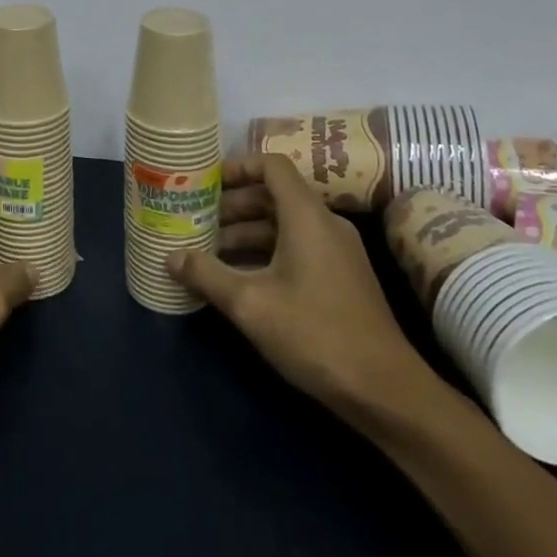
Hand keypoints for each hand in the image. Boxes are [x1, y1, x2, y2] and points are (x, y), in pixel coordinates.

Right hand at [168, 153, 447, 423]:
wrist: (386, 391)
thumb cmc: (315, 334)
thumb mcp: (250, 304)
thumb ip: (207, 275)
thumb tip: (171, 257)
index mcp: (307, 216)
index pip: (272, 165)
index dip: (237, 167)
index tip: (205, 182)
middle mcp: (325, 224)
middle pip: (273, 195)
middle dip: (232, 206)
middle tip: (195, 220)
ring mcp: (337, 252)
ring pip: (283, 224)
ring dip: (245, 233)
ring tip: (208, 252)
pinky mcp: (341, 277)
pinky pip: (296, 247)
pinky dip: (265, 252)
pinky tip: (239, 278)